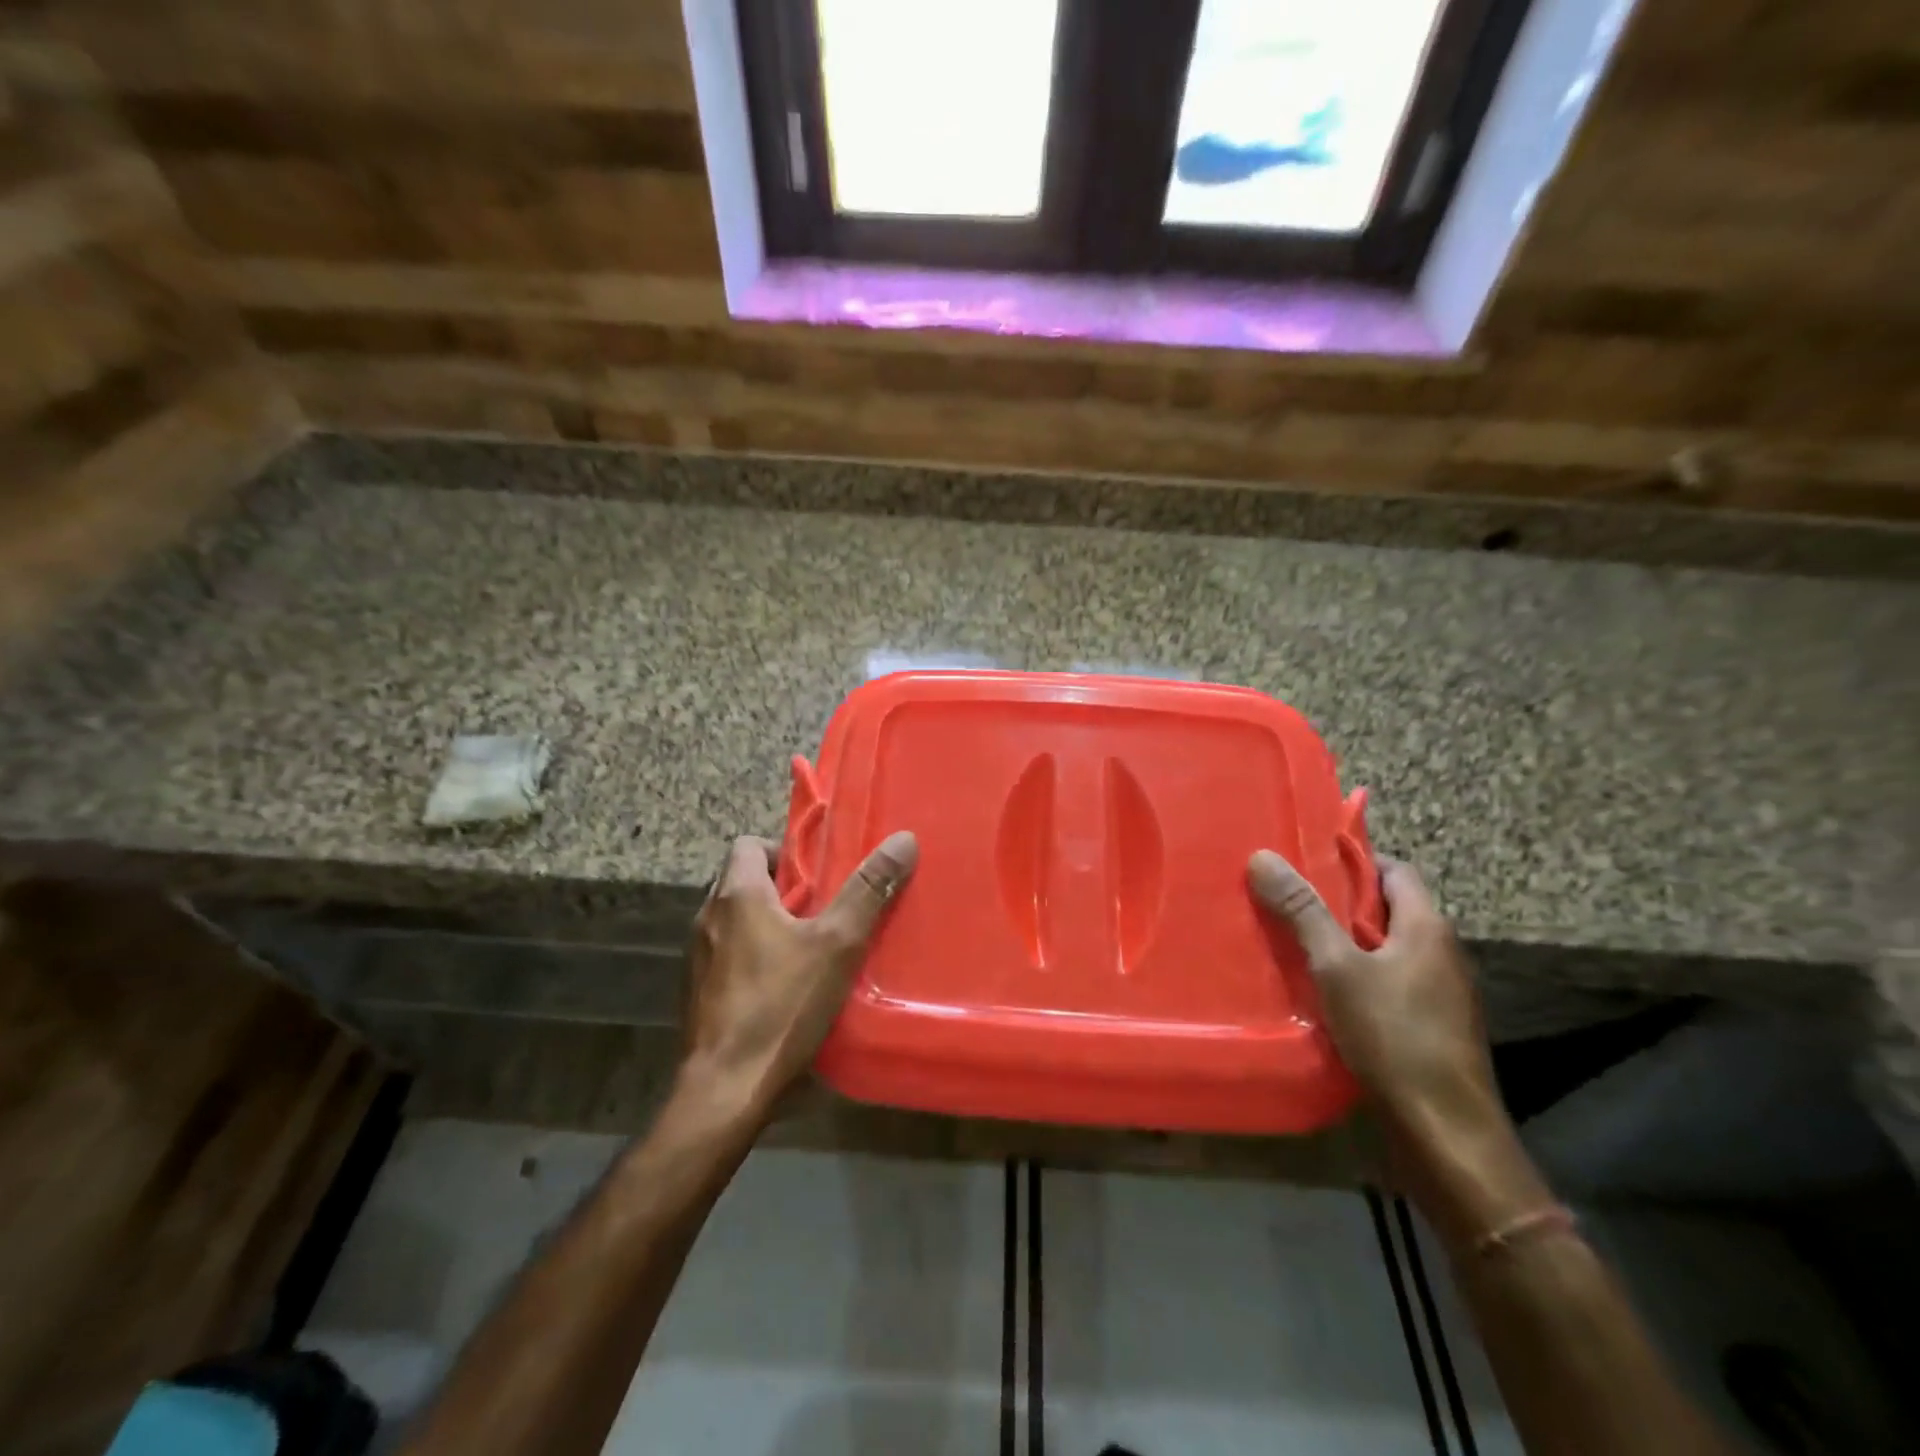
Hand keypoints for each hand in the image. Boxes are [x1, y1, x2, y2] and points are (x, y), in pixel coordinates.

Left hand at [680, 831, 917, 1123]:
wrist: (725, 1092)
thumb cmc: (781, 1007)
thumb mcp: (837, 945)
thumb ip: (868, 890)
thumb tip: (903, 840)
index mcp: (736, 895)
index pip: (749, 844)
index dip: (785, 851)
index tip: (819, 874)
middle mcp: (707, 918)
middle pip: (744, 882)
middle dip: (784, 890)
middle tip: (826, 909)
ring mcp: (697, 960)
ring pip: (736, 922)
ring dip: (768, 925)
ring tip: (812, 948)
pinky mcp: (698, 995)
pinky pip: (728, 958)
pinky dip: (754, 959)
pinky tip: (786, 988)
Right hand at [1247, 850, 1505, 1143]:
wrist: (1446, 1133)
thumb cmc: (1394, 1036)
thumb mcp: (1337, 967)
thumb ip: (1302, 911)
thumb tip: (1263, 856)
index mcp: (1427, 927)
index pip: (1395, 870)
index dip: (1354, 860)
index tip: (1306, 861)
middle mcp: (1440, 952)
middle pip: (1387, 909)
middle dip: (1339, 902)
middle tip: (1287, 898)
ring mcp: (1439, 993)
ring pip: (1385, 948)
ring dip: (1344, 941)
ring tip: (1293, 940)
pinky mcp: (1430, 1026)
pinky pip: (1388, 981)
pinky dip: (1355, 975)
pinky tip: (1320, 990)